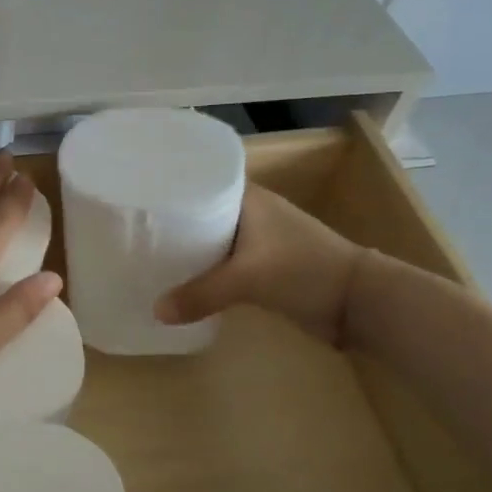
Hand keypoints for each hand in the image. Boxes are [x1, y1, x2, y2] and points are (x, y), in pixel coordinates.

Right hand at [153, 184, 364, 344]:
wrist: (359, 302)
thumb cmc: (304, 270)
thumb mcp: (248, 279)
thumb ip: (201, 294)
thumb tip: (155, 311)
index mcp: (247, 197)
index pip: (198, 180)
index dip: (168, 186)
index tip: (135, 196)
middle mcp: (249, 212)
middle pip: (200, 210)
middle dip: (171, 221)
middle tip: (133, 230)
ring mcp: (257, 240)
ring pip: (210, 238)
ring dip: (187, 247)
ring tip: (147, 254)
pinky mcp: (263, 266)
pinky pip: (222, 262)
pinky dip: (203, 269)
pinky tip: (180, 280)